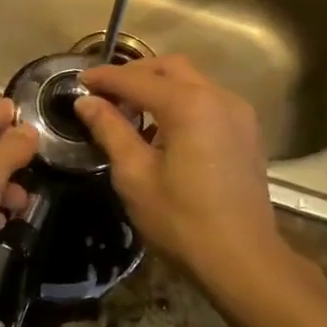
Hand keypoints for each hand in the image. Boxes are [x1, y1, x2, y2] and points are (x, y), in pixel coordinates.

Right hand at [75, 56, 281, 280]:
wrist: (243, 259)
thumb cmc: (181, 220)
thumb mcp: (135, 175)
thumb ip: (110, 129)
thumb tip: (86, 102)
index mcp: (188, 104)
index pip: (136, 79)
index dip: (105, 77)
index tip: (79, 81)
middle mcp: (218, 96)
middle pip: (170, 68)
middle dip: (135, 74)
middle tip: (105, 94)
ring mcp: (238, 112)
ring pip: (192, 80)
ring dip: (159, 86)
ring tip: (131, 110)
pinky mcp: (246, 131)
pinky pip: (208, 99)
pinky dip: (181, 101)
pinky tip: (163, 128)